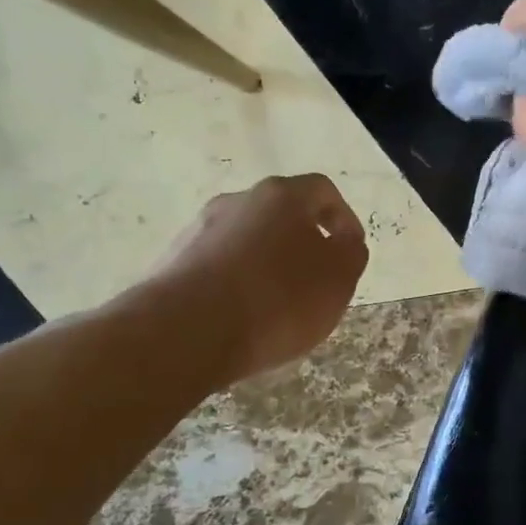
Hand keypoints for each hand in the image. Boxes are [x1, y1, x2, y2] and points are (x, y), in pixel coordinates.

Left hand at [146, 175, 368, 382]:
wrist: (185, 333)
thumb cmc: (278, 299)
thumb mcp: (339, 279)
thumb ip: (351, 253)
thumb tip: (345, 242)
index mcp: (282, 196)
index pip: (323, 191)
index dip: (344, 218)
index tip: (352, 250)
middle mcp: (237, 201)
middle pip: (281, 214)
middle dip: (304, 243)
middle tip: (319, 279)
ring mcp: (199, 230)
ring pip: (248, 241)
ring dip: (269, 264)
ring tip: (281, 305)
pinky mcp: (173, 263)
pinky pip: (219, 267)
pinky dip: (238, 284)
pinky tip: (245, 317)